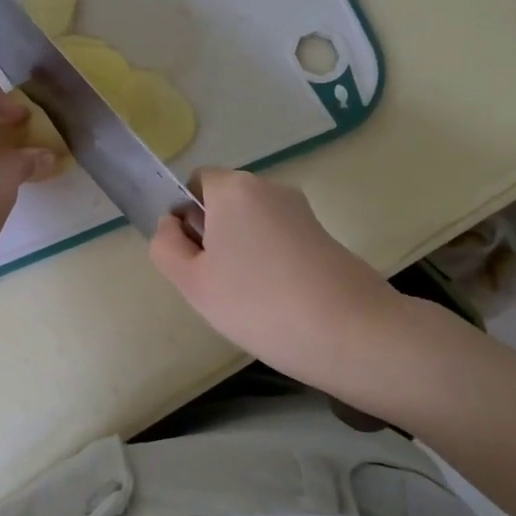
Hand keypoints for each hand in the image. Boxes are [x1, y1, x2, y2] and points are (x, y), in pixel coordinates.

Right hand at [150, 169, 401, 399]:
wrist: (349, 331)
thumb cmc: (256, 302)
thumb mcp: (192, 281)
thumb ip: (166, 246)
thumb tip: (172, 225)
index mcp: (234, 188)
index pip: (196, 183)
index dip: (185, 216)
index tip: (192, 257)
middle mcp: (269, 188)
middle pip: (226, 202)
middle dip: (214, 235)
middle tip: (215, 283)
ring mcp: (301, 211)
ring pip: (253, 223)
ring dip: (242, 251)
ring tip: (248, 298)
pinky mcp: (324, 236)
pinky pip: (280, 239)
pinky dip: (270, 262)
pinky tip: (276, 301)